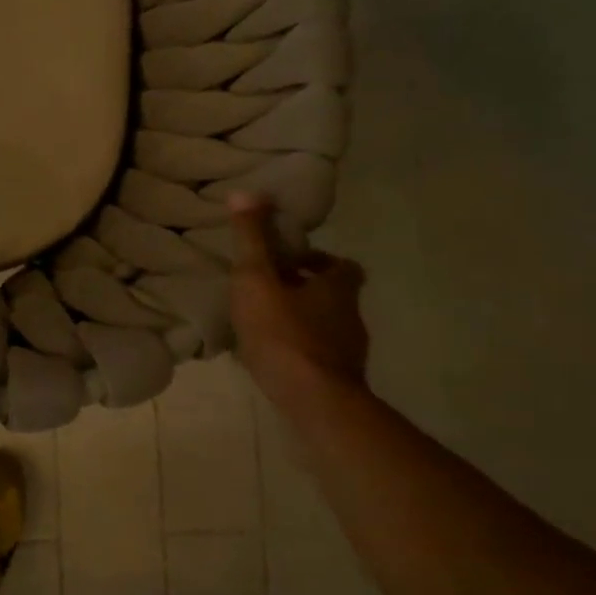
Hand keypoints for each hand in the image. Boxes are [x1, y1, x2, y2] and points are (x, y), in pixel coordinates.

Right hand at [223, 193, 369, 388]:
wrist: (313, 401)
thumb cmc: (284, 333)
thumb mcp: (257, 280)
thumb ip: (251, 240)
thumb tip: (245, 192)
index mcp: (338, 288)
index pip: (342, 265)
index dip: (319, 260)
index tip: (289, 261)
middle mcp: (350, 317)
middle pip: (332, 295)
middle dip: (304, 290)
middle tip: (268, 290)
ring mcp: (347, 352)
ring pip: (324, 326)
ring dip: (299, 321)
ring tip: (263, 323)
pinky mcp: (337, 379)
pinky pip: (316, 355)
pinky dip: (297, 350)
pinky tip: (270, 356)